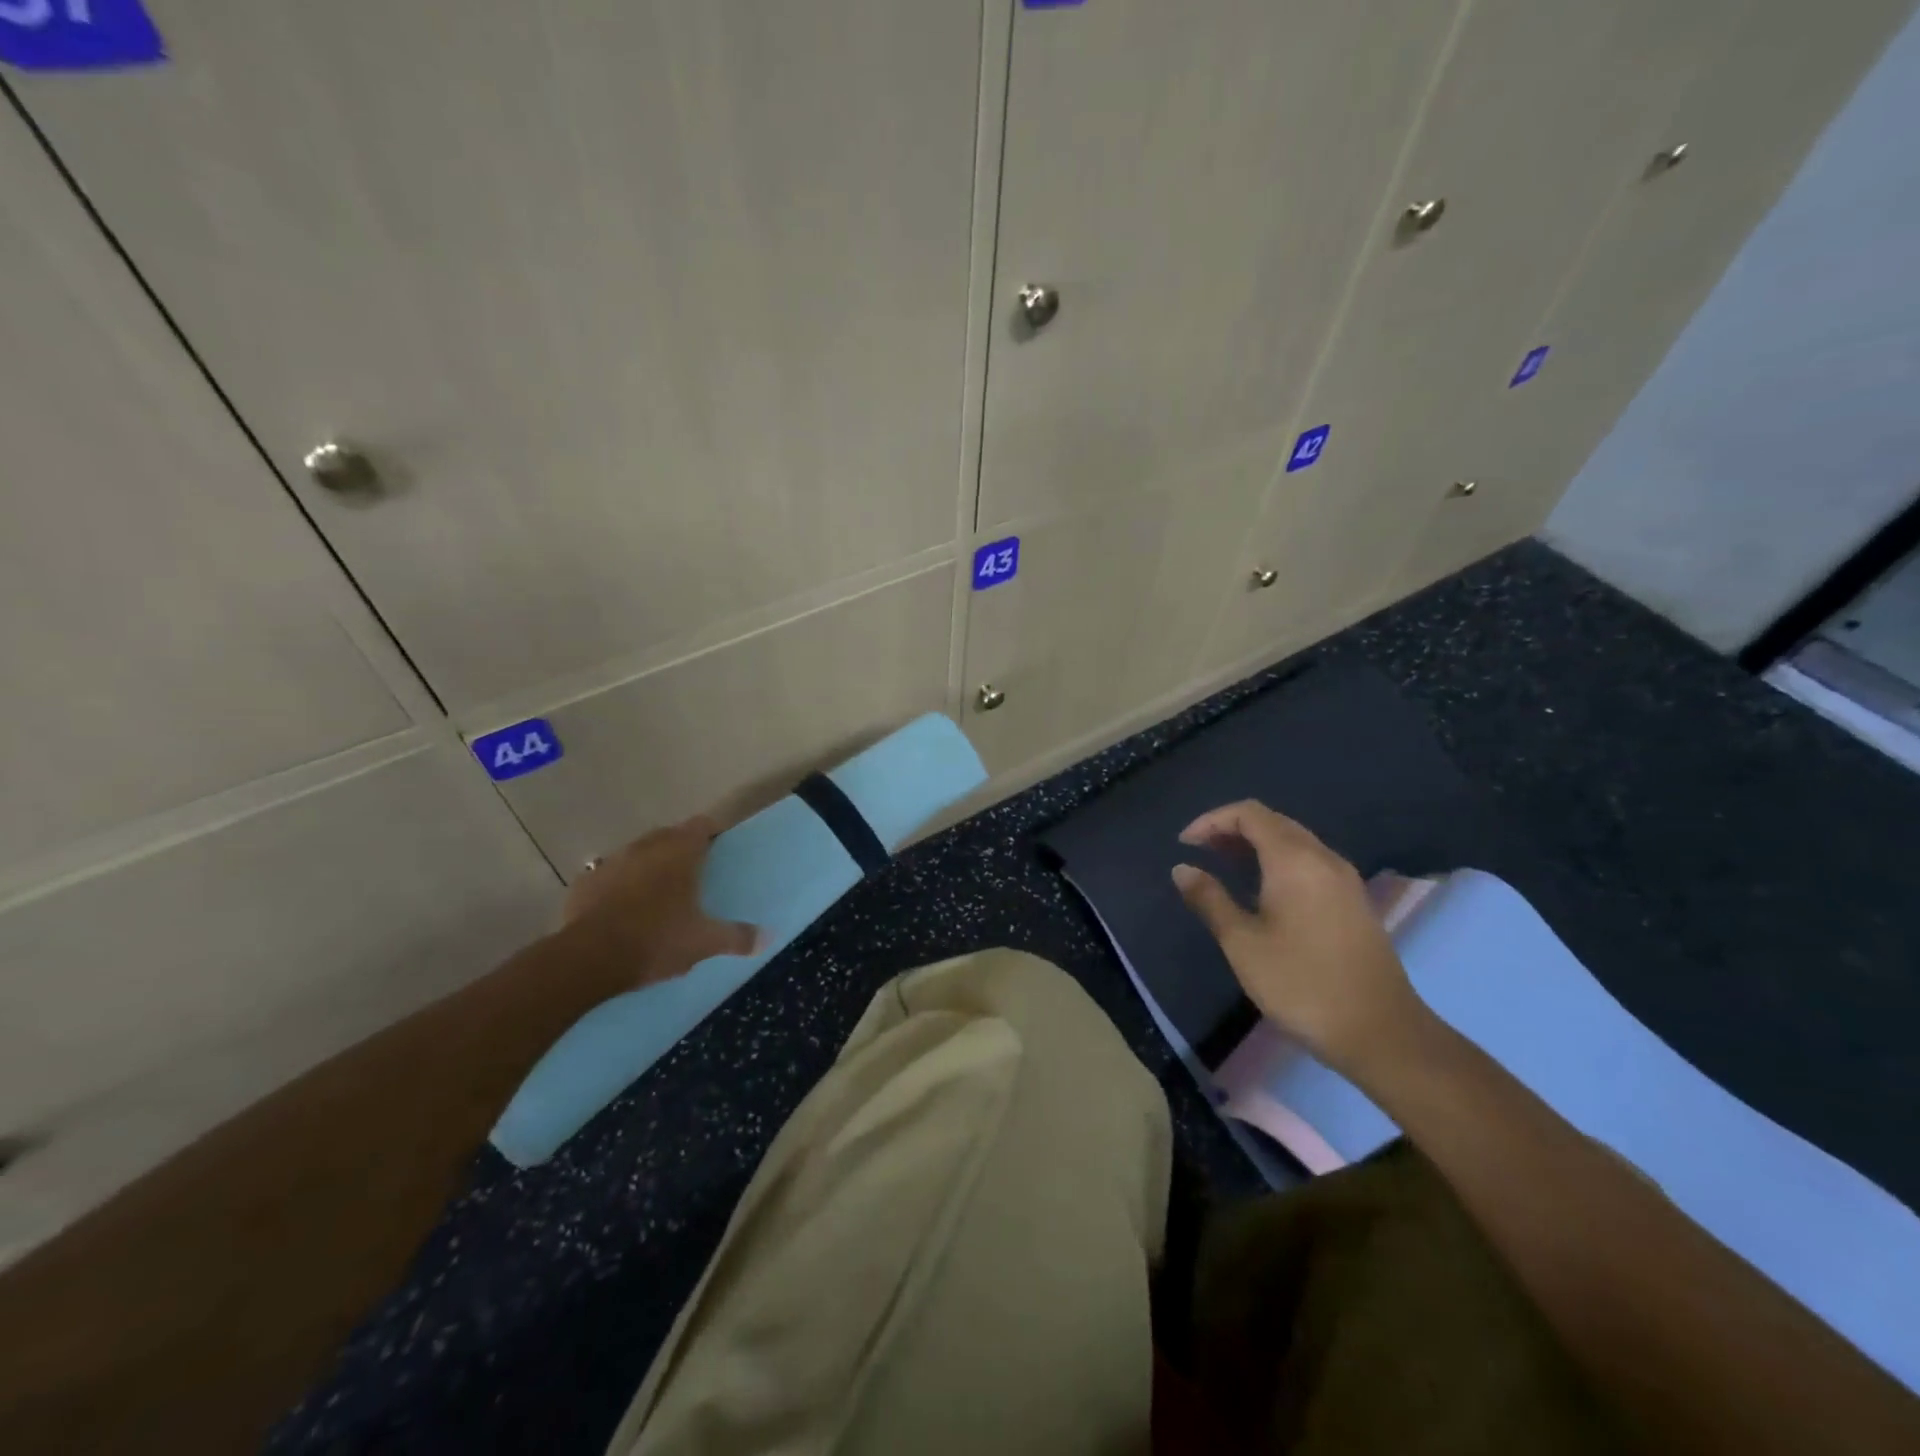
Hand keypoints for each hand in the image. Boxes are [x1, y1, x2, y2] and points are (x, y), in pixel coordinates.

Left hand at [563, 816, 758, 987]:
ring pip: (637, 854)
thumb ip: (737, 937)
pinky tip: (622, 909)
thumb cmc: (656, 940)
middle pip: (669, 835)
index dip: (712, 833)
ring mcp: (611, 862)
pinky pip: (609, 876)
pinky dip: (619, 885)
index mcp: (679, 852)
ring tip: (658, 891)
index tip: (719, 848)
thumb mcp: (704, 943)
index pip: (701, 825)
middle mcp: (645, 847)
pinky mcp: (584, 883)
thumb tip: (768, 937)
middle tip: (693, 873)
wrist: (587, 959)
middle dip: (680, 848)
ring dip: (648, 866)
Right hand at [1171, 800, 1428, 1074]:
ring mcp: (1344, 879)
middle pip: (1273, 822)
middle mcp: (1323, 858)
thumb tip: (1182, 869)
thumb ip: (1210, 899)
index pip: (1249, 813)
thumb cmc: (1302, 983)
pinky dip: (1278, 862)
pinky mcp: (1354, 901)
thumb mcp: (1243, 943)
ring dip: (1256, 845)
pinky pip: (1310, 862)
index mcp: (1295, 860)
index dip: (1212, 820)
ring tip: (1225, 868)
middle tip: (1201, 853)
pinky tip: (1263, 891)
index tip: (1185, 845)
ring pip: (1294, 841)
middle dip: (1232, 829)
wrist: (1380, 1031)